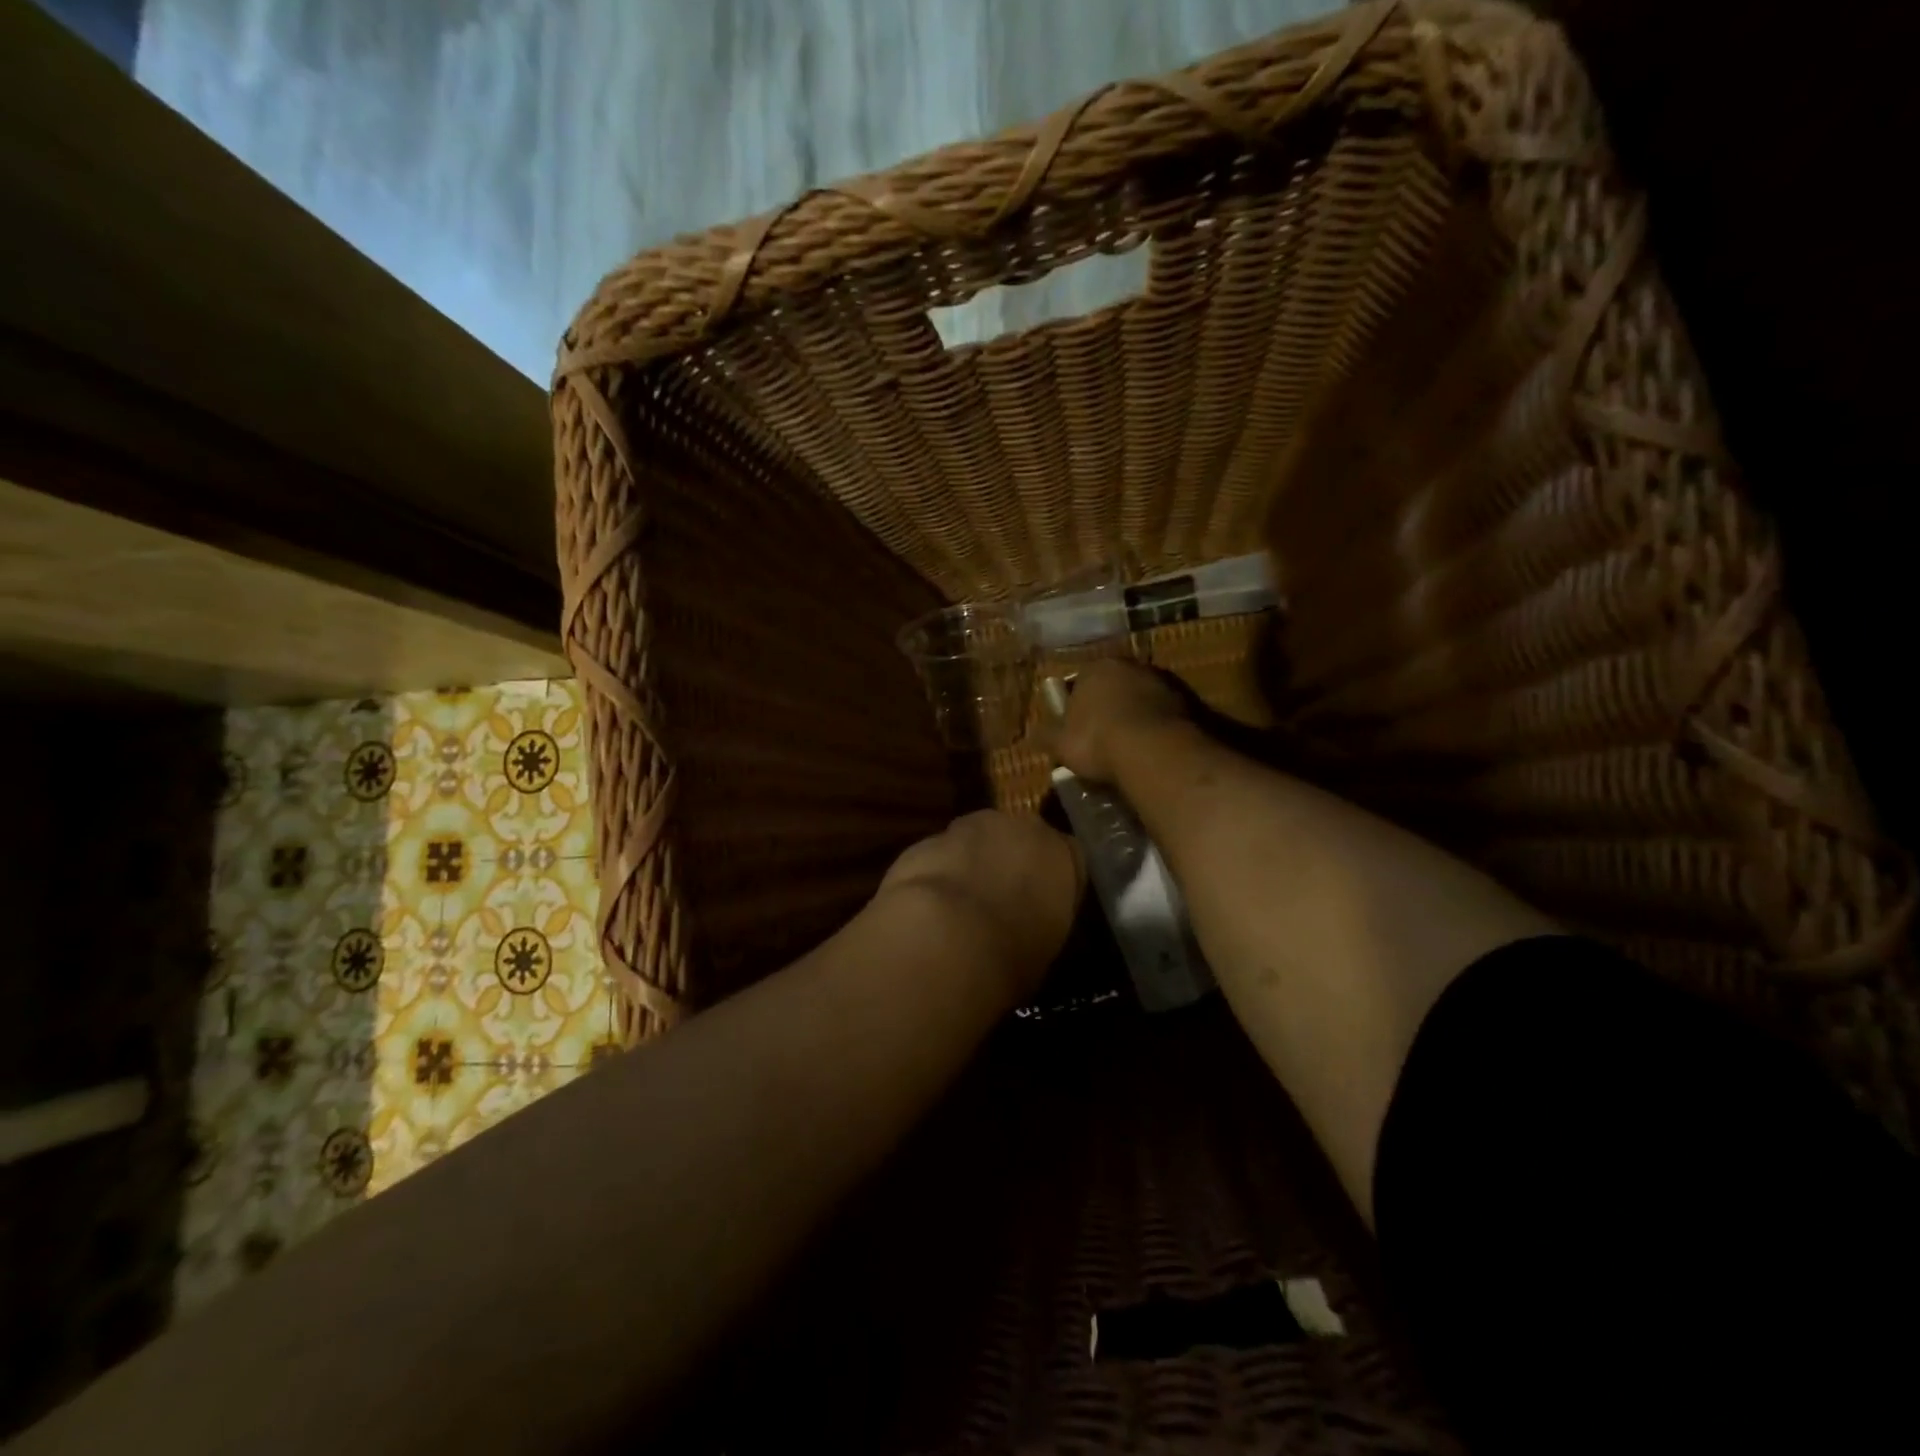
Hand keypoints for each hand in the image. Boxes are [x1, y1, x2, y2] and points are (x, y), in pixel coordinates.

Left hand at [878, 810, 1084, 998]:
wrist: (946, 937)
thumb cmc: (1013, 952)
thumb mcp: (1045, 946)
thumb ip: (1040, 921)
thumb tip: (1026, 930)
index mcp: (1060, 855)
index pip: (1067, 859)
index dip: (1051, 882)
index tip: (1041, 907)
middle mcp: (1018, 829)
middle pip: (1017, 838)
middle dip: (1008, 862)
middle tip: (998, 903)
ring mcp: (968, 828)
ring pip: (973, 841)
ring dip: (969, 865)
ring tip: (957, 910)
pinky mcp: (926, 840)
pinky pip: (937, 857)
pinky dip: (934, 875)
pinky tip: (926, 910)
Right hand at [1044, 659, 1189, 784]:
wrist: (1153, 751)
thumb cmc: (1097, 741)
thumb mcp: (1060, 744)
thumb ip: (1048, 736)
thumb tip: (1037, 734)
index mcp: (1096, 668)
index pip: (1080, 682)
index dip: (1076, 706)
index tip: (1076, 729)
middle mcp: (1130, 666)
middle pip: (1114, 687)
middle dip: (1108, 708)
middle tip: (1102, 739)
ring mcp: (1162, 681)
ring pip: (1141, 699)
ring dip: (1135, 717)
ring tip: (1129, 749)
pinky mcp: (1188, 701)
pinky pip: (1163, 715)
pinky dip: (1157, 728)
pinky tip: (1151, 751)